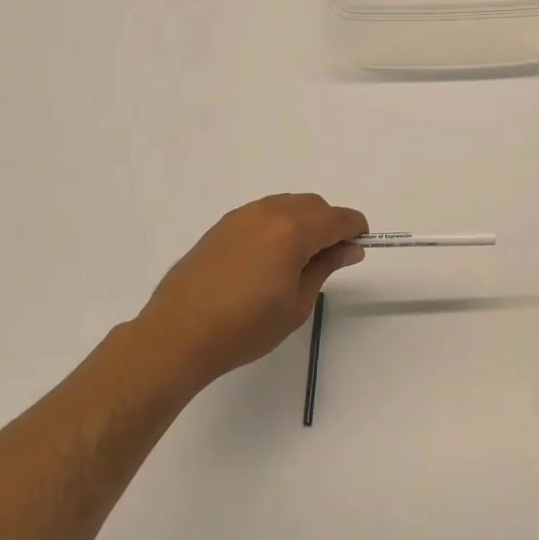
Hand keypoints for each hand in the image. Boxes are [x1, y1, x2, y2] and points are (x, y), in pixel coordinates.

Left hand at [135, 194, 367, 393]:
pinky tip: (270, 257)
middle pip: (313, 205)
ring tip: (299, 260)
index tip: (360, 245)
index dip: (354, 228)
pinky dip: (278, 224)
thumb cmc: (245, 327)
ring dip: (303, 222)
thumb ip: (325, 267)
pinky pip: (263, 213)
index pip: (337, 218)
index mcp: (292, 231)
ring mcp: (242, 216)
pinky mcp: (222, 225)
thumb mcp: (297, 304)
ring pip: (287, 205)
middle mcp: (268, 213)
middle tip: (331, 258)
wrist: (178, 334)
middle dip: (329, 224)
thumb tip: (350, 248)